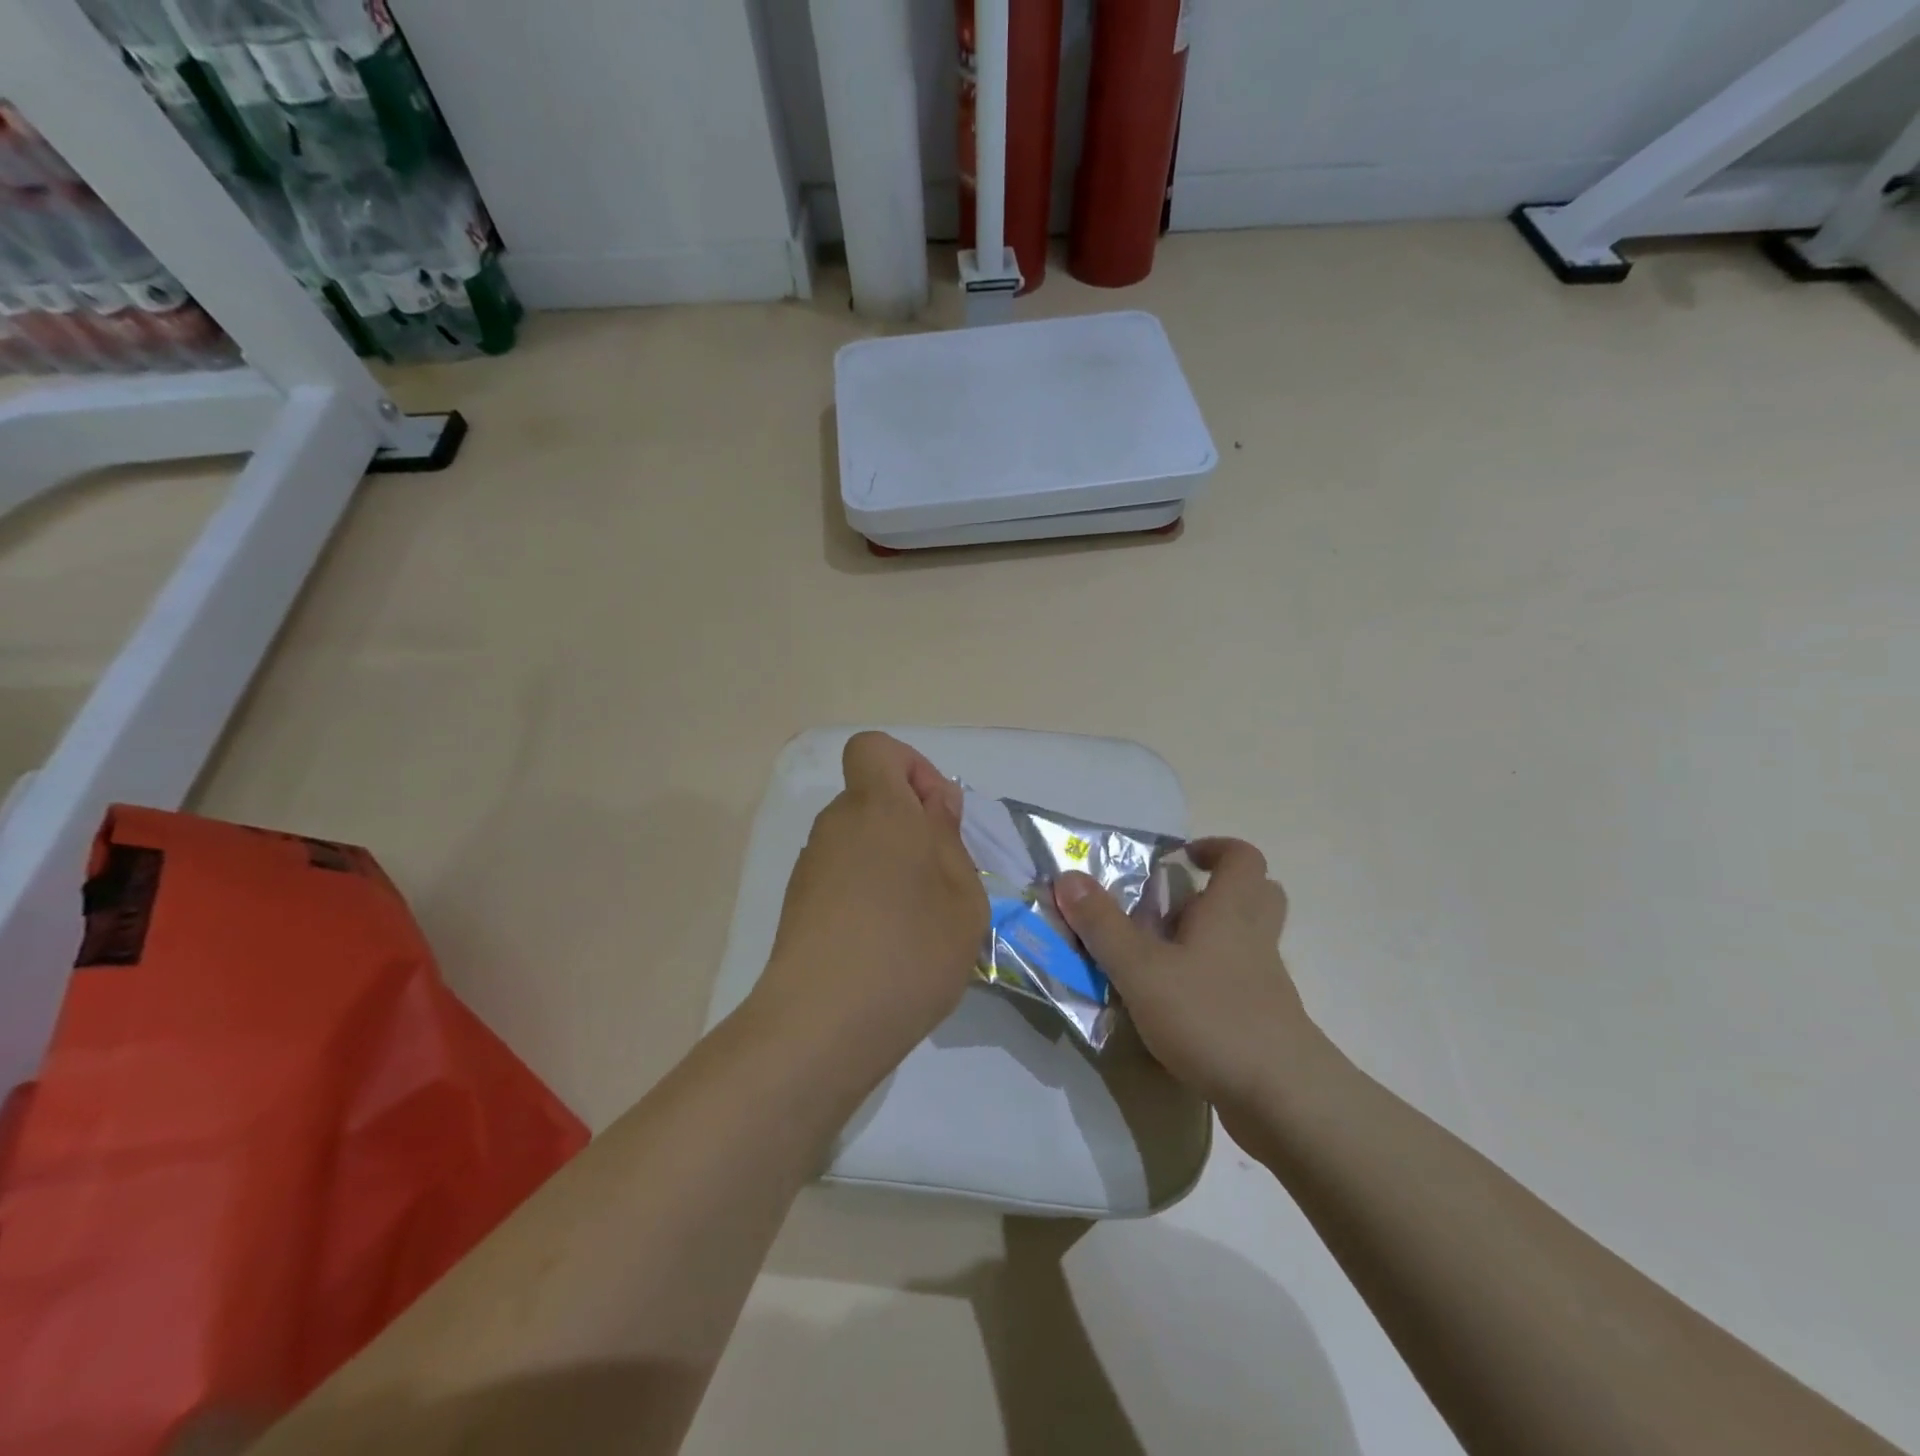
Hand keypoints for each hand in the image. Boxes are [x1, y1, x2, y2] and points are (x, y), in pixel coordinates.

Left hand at [755, 732, 987, 1071]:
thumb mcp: (961, 896)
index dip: (910, 767)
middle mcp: (836, 827)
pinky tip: (887, 944)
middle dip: (910, 823)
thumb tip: (934, 803)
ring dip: (892, 863)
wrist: (821, 1027)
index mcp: (877, 809)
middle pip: (871, 799)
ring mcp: (811, 868)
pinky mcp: (799, 907)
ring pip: (859, 841)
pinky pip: (842, 877)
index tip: (937, 816)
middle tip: (942, 878)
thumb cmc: (908, 950)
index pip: (875, 749)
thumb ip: (949, 838)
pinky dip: (868, 894)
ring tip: (919, 919)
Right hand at [1053, 839, 1316, 1122]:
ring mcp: (1265, 983)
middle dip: (1218, 890)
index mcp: (1231, 912)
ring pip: (1248, 941)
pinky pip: (1242, 983)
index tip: (1179, 858)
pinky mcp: (1265, 1021)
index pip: (1242, 857)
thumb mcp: (1141, 969)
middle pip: (1257, 895)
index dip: (1214, 847)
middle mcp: (1254, 939)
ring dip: (1213, 937)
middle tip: (1174, 904)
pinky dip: (1213, 981)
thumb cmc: (1211, 1017)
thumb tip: (1068, 876)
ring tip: (1163, 954)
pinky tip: (1175, 1004)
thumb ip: (1102, 924)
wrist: (1284, 1100)